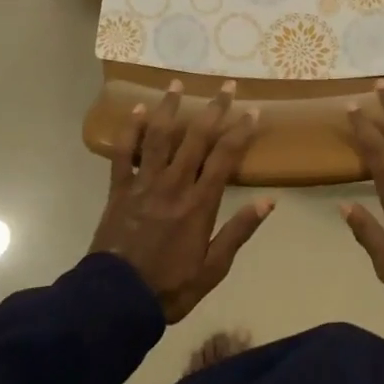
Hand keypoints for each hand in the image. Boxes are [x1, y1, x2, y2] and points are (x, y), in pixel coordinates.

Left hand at [91, 80, 272, 322]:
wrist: (115, 301)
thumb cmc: (169, 287)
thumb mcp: (212, 269)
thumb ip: (239, 232)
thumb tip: (268, 201)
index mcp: (199, 203)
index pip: (225, 157)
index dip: (240, 131)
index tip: (253, 111)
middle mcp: (174, 184)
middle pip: (196, 137)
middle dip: (214, 108)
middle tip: (226, 85)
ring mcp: (144, 183)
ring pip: (159, 136)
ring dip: (169, 107)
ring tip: (177, 83)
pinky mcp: (119, 189)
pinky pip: (123, 153)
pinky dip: (130, 129)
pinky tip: (137, 109)